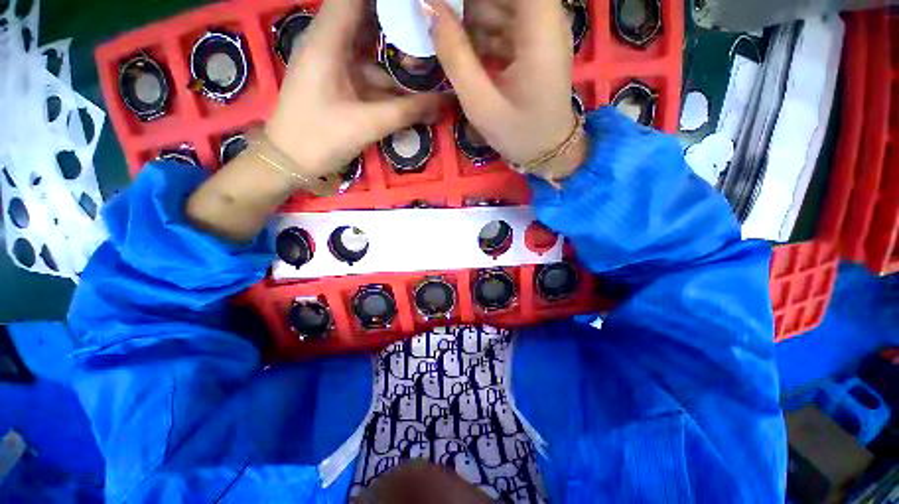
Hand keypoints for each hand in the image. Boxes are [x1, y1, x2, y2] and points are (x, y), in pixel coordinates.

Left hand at [265, 0, 444, 178]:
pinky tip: (408, 87)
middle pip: (365, 15)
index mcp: (327, 40)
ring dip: (394, 49)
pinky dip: (386, 74)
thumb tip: (445, 102)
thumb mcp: (369, 124)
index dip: (389, 1)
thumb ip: (409, 111)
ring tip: (425, 59)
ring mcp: (331, 60)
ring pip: (367, 43)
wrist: (290, 161)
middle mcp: (328, 40)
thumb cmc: (322, 138)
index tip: (416, 8)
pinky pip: (364, 67)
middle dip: (397, 20)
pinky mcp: (336, 78)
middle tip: (427, 32)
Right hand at [425, 0, 585, 177]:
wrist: (547, 152)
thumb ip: (455, 55)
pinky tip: (462, 49)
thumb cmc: (518, 133)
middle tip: (438, 19)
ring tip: (446, 37)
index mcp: (540, 24)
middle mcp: (546, 16)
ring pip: (500, 4)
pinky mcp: (534, 42)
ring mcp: (541, 28)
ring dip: (470, 17)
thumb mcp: (481, 103)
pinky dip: (481, 32)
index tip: (443, 6)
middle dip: (466, 6)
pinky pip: (504, 22)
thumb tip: (428, 7)